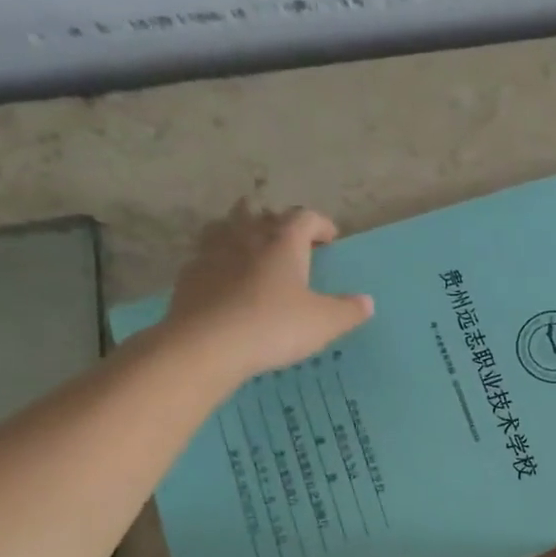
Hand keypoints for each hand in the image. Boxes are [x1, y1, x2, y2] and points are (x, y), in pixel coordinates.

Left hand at [162, 202, 373, 387]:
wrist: (206, 345)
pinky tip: (226, 282)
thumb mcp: (324, 323)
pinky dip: (219, 261)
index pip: (305, 217)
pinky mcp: (189, 274)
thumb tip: (366, 302)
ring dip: (241, 232)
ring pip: (226, 226)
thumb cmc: (273, 326)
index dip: (320, 224)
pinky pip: (206, 256)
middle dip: (276, 221)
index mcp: (283, 241)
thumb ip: (348, 310)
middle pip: (259, 211)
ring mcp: (212, 252)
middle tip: (289, 241)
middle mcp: (246, 236)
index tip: (330, 239)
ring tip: (253, 252)